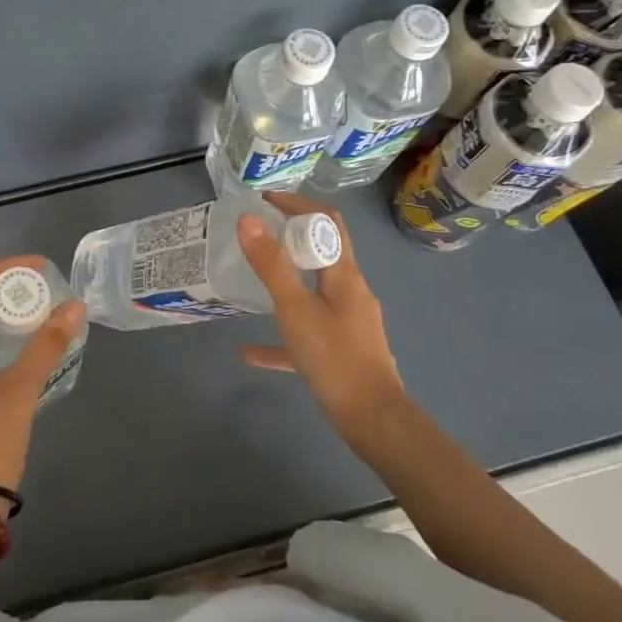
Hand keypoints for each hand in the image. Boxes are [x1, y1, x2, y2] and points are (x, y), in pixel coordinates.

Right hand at [236, 194, 410, 456]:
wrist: (373, 420)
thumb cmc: (335, 358)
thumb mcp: (295, 309)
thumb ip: (271, 265)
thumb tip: (248, 219)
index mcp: (344, 275)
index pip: (327, 223)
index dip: (298, 205)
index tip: (265, 200)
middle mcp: (351, 291)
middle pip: (322, 252)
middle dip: (291, 238)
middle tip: (257, 234)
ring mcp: (349, 322)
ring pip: (314, 291)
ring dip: (287, 280)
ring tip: (254, 279)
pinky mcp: (342, 350)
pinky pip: (308, 333)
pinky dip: (282, 335)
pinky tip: (250, 353)